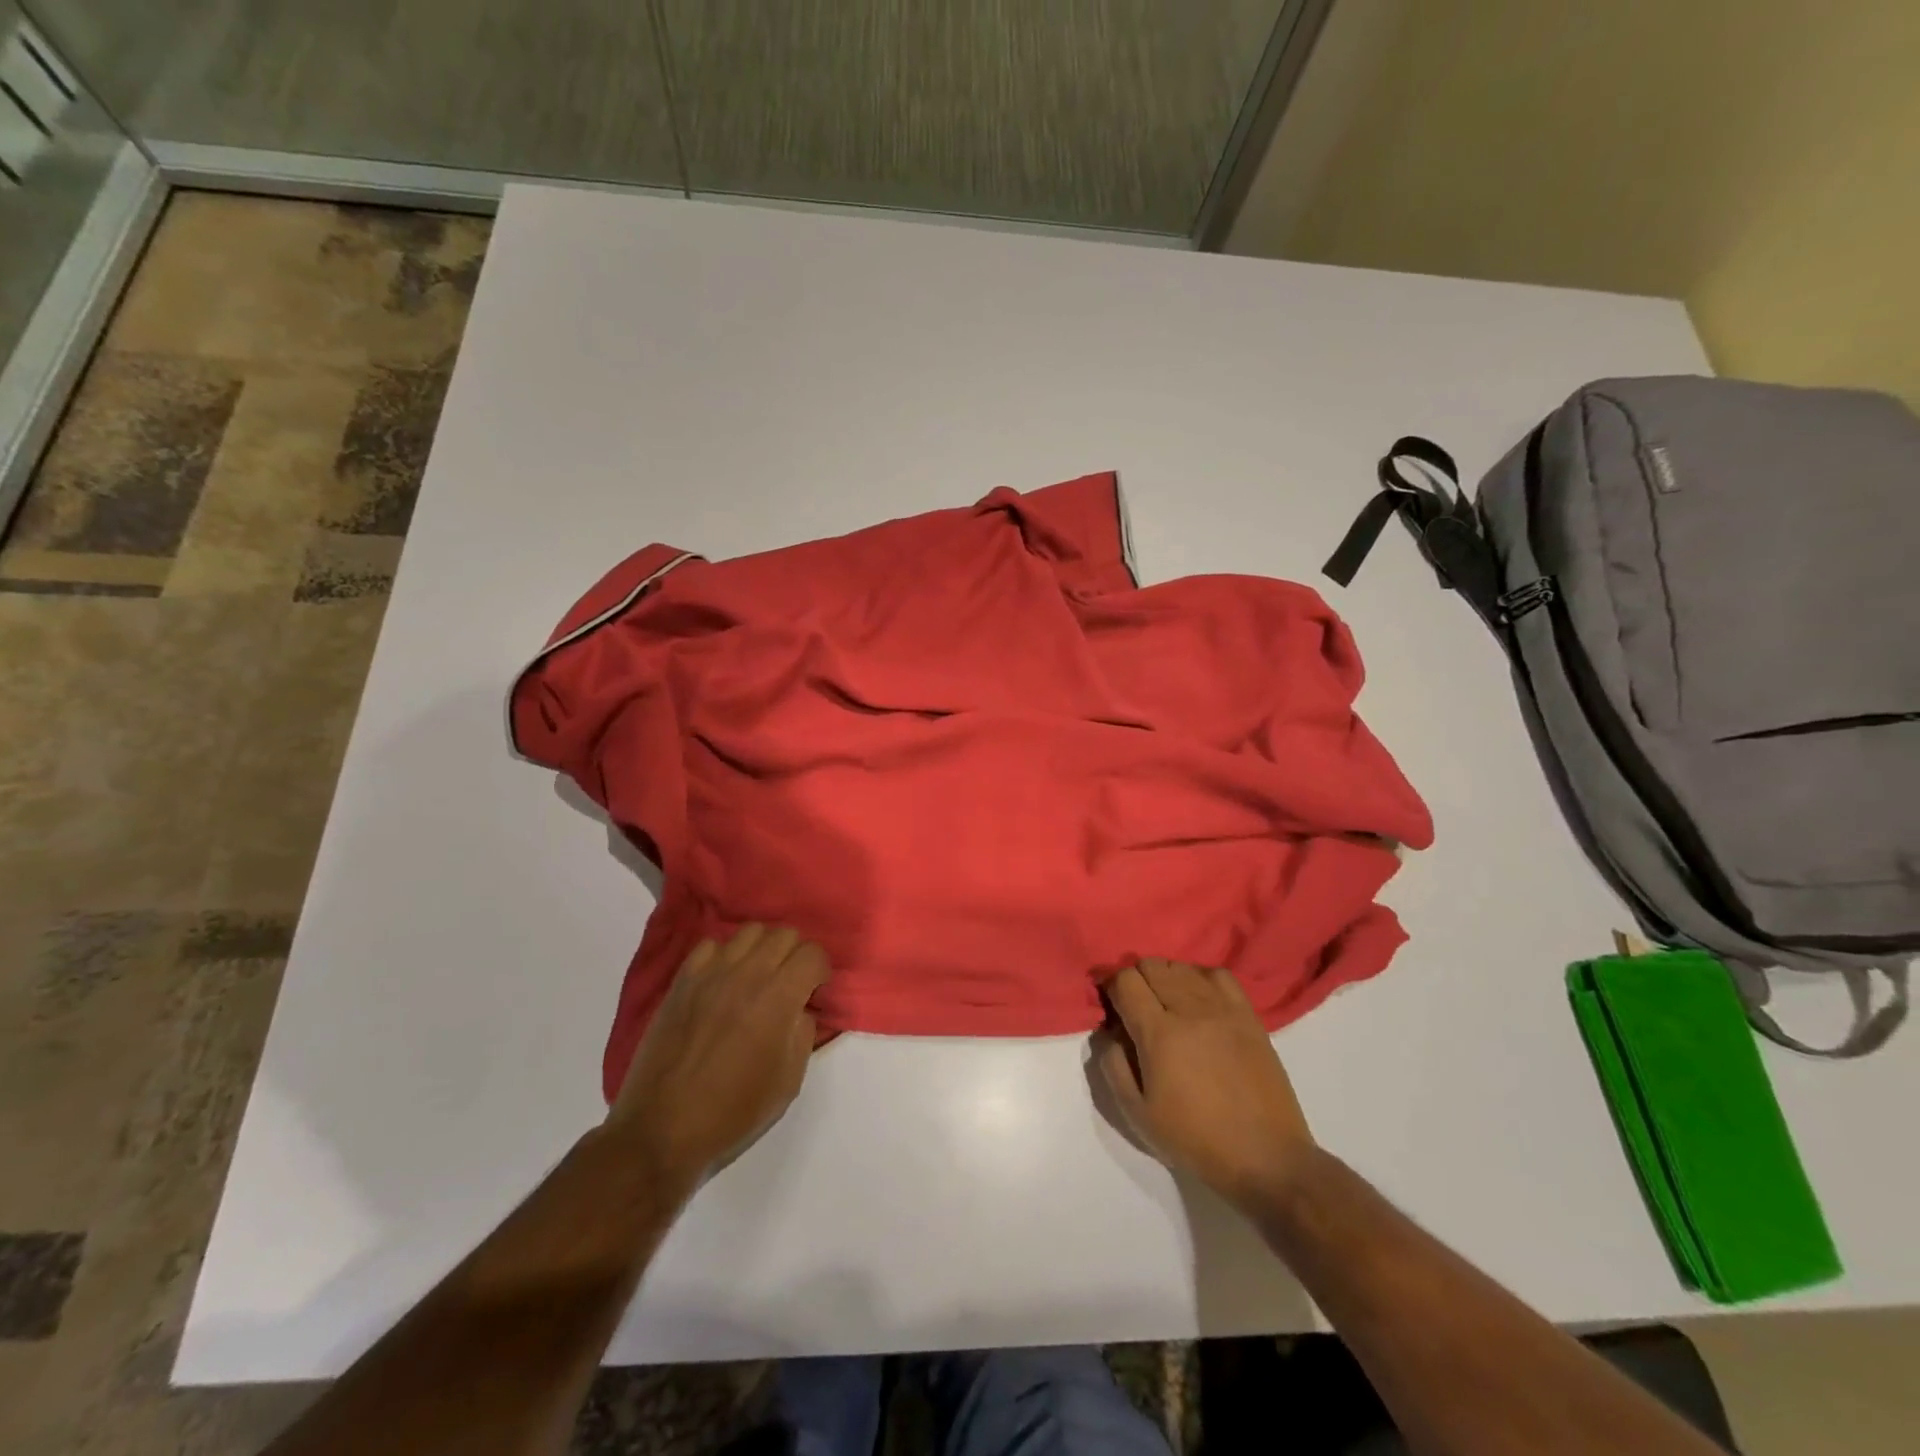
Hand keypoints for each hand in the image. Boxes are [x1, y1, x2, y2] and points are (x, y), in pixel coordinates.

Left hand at [606, 925, 829, 1195]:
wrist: (662, 1129)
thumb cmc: (733, 1112)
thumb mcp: (789, 1081)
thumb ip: (803, 1033)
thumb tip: (800, 1009)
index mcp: (779, 997)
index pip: (813, 953)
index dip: (820, 971)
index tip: (814, 994)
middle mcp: (747, 973)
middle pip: (784, 933)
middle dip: (795, 955)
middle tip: (789, 985)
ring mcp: (710, 973)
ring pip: (749, 931)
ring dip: (762, 949)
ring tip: (757, 978)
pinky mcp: (682, 981)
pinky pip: (710, 945)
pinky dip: (724, 956)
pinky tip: (723, 982)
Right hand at [1097, 958, 1317, 1211]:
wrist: (1266, 1158)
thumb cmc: (1195, 1140)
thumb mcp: (1138, 1115)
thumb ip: (1113, 1065)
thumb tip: (1110, 1032)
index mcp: (1159, 1033)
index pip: (1125, 981)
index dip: (1110, 985)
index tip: (1109, 1002)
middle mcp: (1190, 1010)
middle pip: (1152, 965)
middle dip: (1135, 979)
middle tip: (1134, 1006)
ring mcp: (1223, 1009)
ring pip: (1182, 966)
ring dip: (1165, 977)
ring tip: (1165, 1003)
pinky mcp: (1248, 1015)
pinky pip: (1218, 974)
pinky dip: (1199, 977)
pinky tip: (1197, 998)